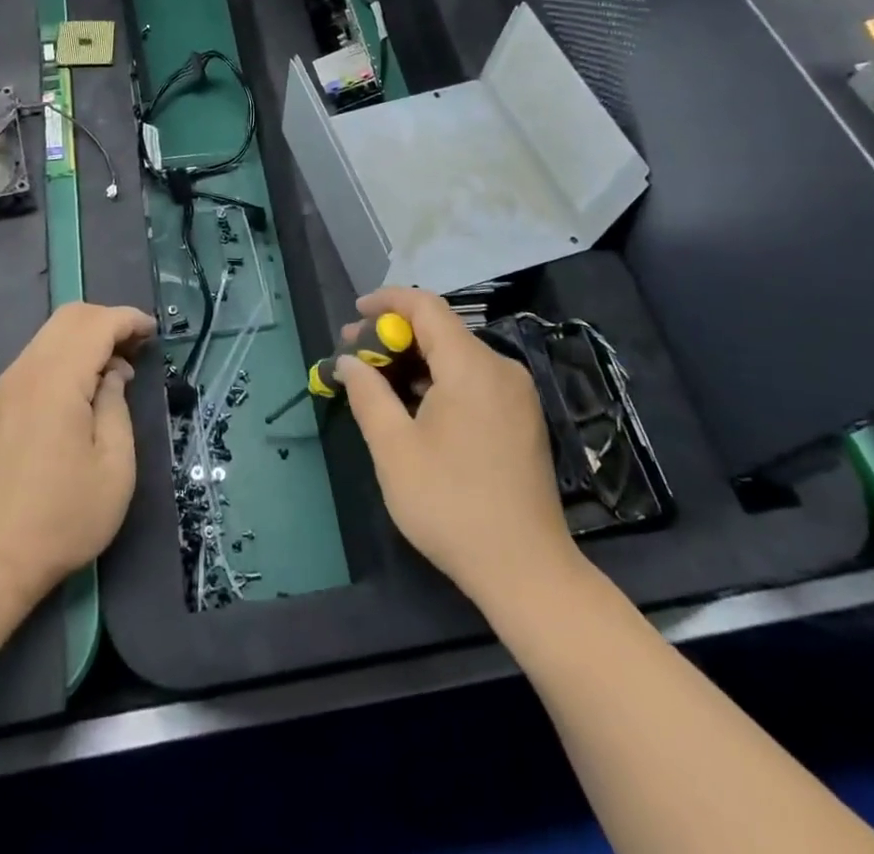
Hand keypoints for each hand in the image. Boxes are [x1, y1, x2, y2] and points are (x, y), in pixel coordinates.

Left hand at [0, 302, 153, 610]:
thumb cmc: (62, 518)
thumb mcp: (114, 466)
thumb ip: (115, 406)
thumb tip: (112, 373)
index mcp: (56, 380)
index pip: (96, 324)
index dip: (129, 319)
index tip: (154, 333)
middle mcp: (26, 371)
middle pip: (68, 318)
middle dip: (107, 321)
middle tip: (137, 348)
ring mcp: (6, 387)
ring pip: (49, 336)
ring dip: (86, 338)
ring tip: (114, 371)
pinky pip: (36, 359)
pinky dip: (65, 357)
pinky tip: (82, 391)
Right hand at [337, 287, 579, 609]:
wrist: (526, 571)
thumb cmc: (451, 505)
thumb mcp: (394, 449)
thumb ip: (367, 394)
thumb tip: (347, 362)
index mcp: (471, 366)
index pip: (425, 306)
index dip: (386, 301)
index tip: (353, 315)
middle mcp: (500, 368)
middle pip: (441, 330)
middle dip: (394, 335)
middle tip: (355, 355)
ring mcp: (517, 394)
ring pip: (457, 356)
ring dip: (415, 360)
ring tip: (377, 381)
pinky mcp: (522, 418)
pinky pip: (474, 379)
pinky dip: (439, 380)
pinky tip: (414, 406)